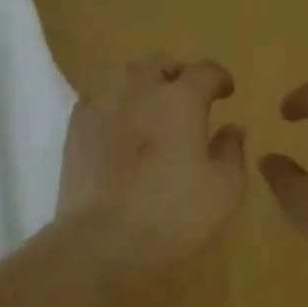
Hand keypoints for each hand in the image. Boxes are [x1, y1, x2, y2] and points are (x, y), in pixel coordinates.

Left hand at [58, 54, 247, 274]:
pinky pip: (98, 104)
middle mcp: (138, 91)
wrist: (102, 241)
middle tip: (188, 100)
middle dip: (178, 76)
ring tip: (151, 114)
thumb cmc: (173, 214)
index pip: (205, 71)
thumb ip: (232, 152)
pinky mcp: (75, 130)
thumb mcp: (224, 190)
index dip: (219, 78)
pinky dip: (114, 110)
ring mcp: (101, 107)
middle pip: (160, 64)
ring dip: (143, 89)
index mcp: (180, 100)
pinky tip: (118, 133)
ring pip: (124, 79)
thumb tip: (232, 129)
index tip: (226, 92)